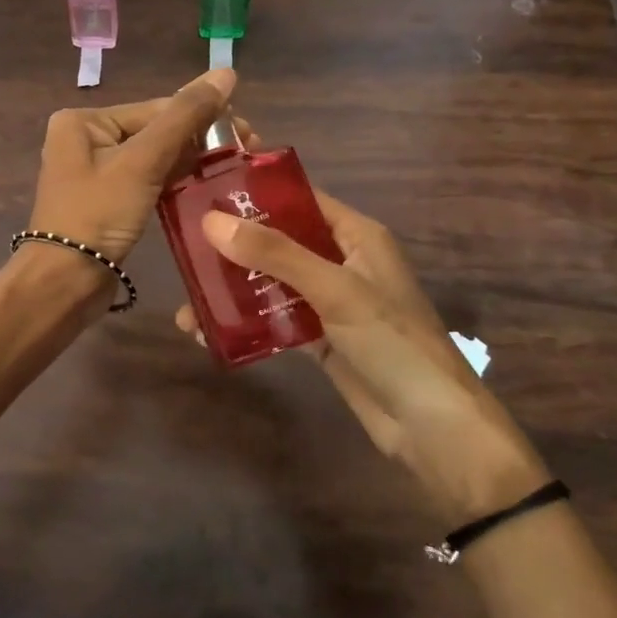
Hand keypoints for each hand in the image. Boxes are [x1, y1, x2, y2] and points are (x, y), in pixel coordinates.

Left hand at [25, 68, 240, 262]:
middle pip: (155, 131)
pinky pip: (147, 181)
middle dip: (200, 140)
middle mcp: (85, 139)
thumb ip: (185, 117)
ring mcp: (95, 172)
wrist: (65, 283)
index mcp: (84, 121)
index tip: (248, 132)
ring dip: (192, 161)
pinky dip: (174, 182)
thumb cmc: (98, 214)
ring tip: (236, 168)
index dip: (203, 117)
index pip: (155, 109)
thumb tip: (226, 72)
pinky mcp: (106, 201)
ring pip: (153, 157)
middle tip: (249, 150)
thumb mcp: (142, 162)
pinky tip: (207, 186)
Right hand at [177, 189, 548, 524]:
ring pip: (270, 282)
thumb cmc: (393, 342)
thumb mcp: (335, 289)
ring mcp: (328, 302)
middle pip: (277, 240)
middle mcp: (340, 261)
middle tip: (182, 247)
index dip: (254, 191)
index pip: (298, 198)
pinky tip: (207, 331)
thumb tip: (211, 220)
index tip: (203, 188)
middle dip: (232, 245)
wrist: (434, 429)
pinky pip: (274, 319)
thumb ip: (275, 253)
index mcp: (355, 235)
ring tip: (187, 301)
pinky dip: (245, 322)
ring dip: (232, 288)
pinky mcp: (318, 339)